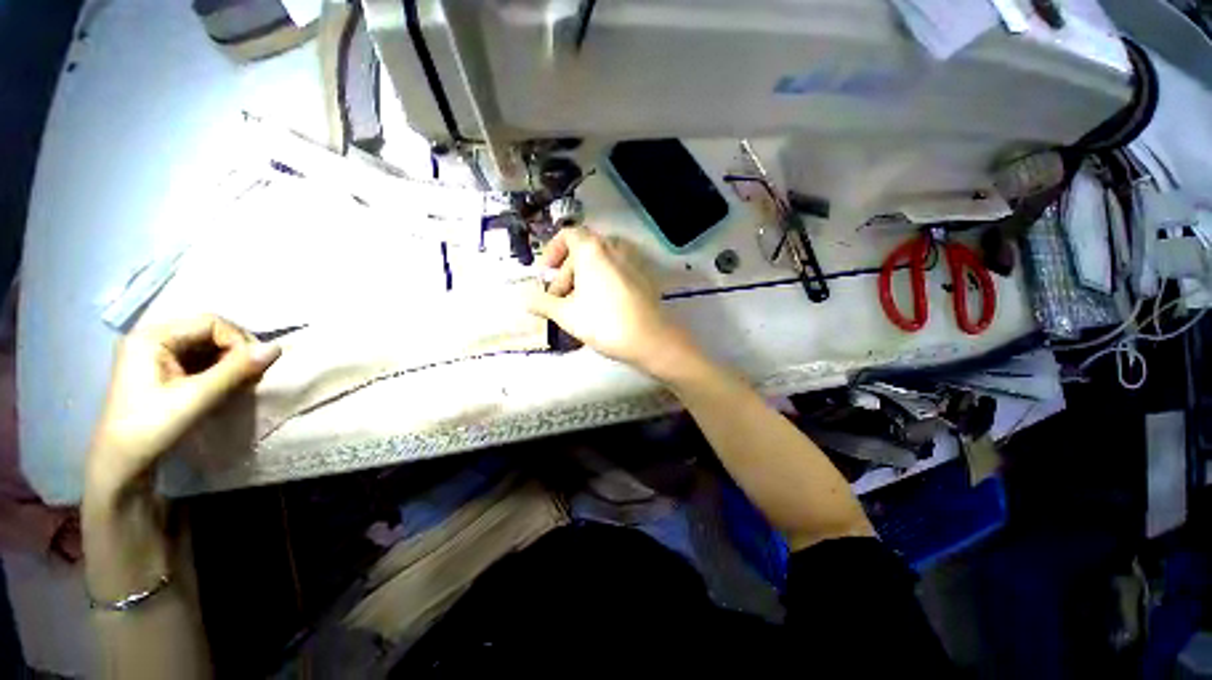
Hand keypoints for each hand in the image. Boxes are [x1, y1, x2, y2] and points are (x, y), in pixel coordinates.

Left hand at [86, 315, 280, 498]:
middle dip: (235, 350)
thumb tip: (277, 348)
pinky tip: (225, 383)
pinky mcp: (161, 368)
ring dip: (229, 360)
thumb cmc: (152, 428)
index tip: (253, 367)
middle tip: (251, 375)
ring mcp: (154, 353)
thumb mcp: (196, 398)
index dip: (237, 340)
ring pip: (206, 344)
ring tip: (241, 381)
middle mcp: (151, 337)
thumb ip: (235, 370)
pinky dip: (218, 368)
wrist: (122, 465)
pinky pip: (198, 357)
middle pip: (208, 331)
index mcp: (151, 337)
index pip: (209, 322)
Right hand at [525, 227, 696, 377]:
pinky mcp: (643, 277)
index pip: (567, 234)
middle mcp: (613, 248)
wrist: (650, 339)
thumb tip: (522, 298)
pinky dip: (602, 282)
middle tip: (558, 300)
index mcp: (592, 249)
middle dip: (566, 273)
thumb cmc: (604, 323)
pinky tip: (601, 307)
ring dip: (584, 278)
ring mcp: (632, 261)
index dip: (552, 251)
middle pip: (582, 251)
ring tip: (578, 305)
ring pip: (599, 262)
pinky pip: (616, 271)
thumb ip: (542, 303)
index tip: (546, 274)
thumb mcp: (566, 314)